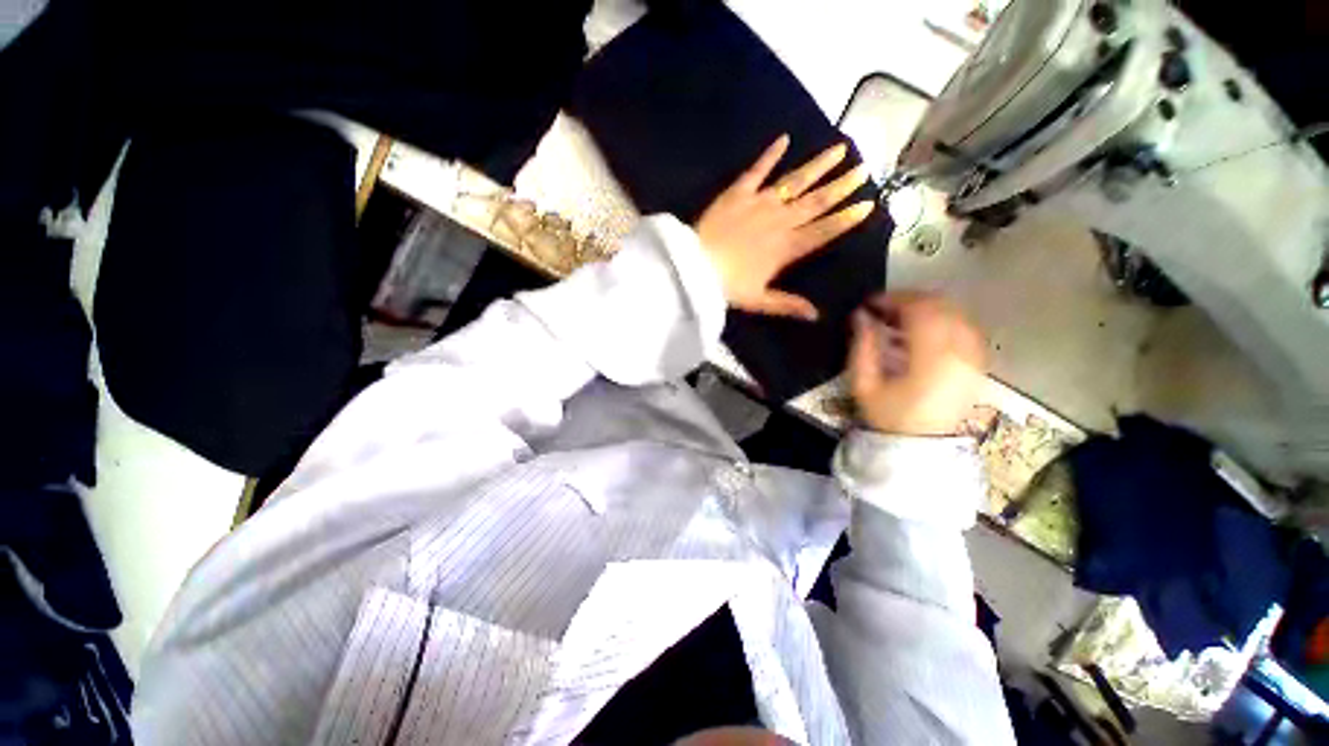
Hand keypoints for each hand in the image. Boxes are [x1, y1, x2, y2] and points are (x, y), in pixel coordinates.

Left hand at [695, 135, 874, 320]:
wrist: (695, 266)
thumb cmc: (727, 286)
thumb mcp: (758, 300)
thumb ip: (788, 305)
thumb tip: (816, 316)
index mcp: (787, 248)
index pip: (824, 230)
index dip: (846, 218)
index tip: (868, 203)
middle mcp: (781, 220)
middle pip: (817, 201)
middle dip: (842, 185)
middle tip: (864, 168)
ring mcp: (760, 202)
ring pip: (796, 180)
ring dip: (819, 165)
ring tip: (840, 149)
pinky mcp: (739, 192)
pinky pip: (758, 169)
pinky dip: (770, 153)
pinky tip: (784, 138)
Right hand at [848, 292, 986, 435]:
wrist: (920, 447)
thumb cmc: (888, 416)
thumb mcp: (864, 385)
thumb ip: (862, 346)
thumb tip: (860, 315)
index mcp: (931, 359)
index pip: (919, 311)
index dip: (893, 299)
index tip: (869, 303)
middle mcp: (960, 352)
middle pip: (940, 306)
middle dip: (908, 300)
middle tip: (882, 308)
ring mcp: (974, 357)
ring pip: (955, 313)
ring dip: (925, 309)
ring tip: (898, 319)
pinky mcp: (977, 363)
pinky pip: (965, 327)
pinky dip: (942, 321)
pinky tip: (921, 332)